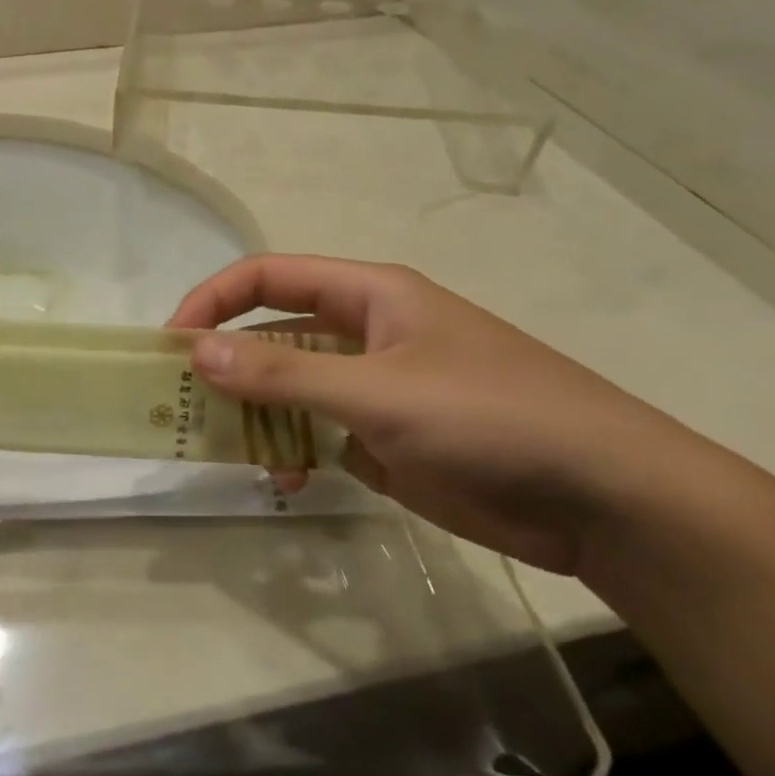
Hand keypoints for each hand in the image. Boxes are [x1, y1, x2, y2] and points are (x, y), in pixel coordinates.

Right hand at [169, 255, 722, 575]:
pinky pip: (316, 433)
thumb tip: (196, 352)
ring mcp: (376, 389)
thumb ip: (283, 374)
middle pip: (272, 335)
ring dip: (257, 416)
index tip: (170, 344)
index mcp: (369, 296)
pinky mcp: (386, 439)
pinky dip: (292, 452)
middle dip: (227, 365)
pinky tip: (289, 480)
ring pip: (290, 389)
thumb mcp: (377, 391)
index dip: (212, 300)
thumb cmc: (490, 417)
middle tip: (182, 405)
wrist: (604, 498)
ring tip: (237, 452)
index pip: (267, 277)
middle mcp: (366, 334)